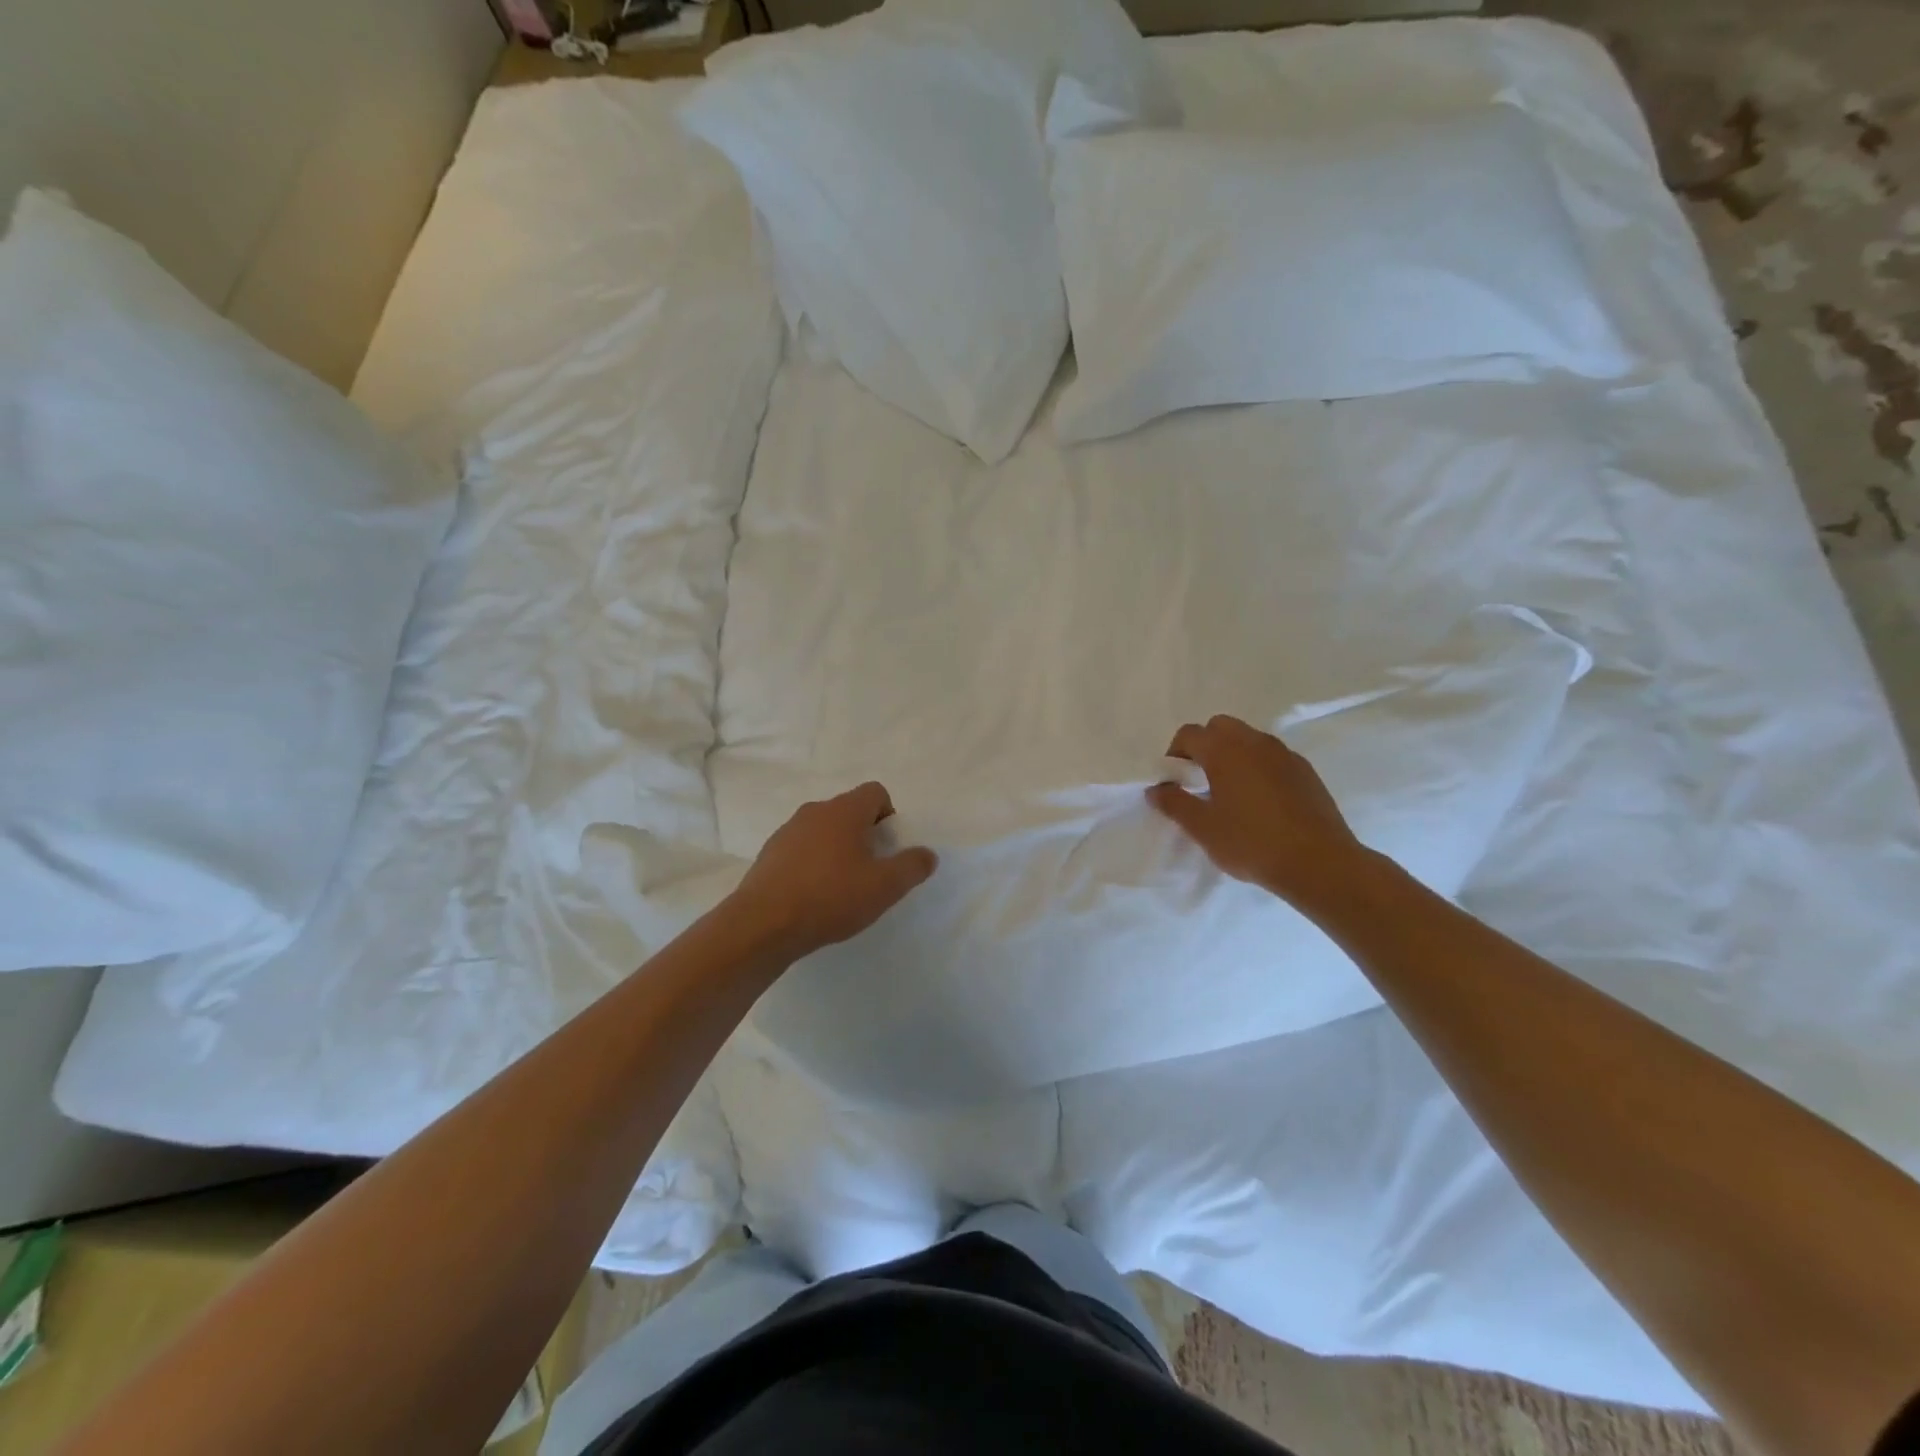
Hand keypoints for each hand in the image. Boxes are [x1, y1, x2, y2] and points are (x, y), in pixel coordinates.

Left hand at [730, 782, 937, 959]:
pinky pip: (801, 849)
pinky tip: (813, 896)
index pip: (876, 792)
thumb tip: (927, 854)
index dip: (889, 815)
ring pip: (823, 830)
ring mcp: (787, 831)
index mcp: (845, 810)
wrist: (763, 924)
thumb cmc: (831, 897)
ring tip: (841, 887)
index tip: (889, 848)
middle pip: (849, 811)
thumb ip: (912, 866)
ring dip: (837, 850)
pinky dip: (812, 864)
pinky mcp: (769, 854)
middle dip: (864, 835)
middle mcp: (815, 811)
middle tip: (870, 870)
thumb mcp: (885, 886)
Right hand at [1148, 715, 1369, 912]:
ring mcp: (1284, 754)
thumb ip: (1174, 803)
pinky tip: (1260, 802)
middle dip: (1205, 746)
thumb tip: (1156, 788)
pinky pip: (1272, 757)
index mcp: (1224, 750)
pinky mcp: (1305, 770)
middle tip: (1199, 780)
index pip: (1189, 734)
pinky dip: (1258, 767)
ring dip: (1233, 755)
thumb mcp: (1203, 828)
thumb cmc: (1251, 842)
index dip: (1174, 753)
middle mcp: (1254, 742)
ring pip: (1249, 739)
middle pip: (1220, 727)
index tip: (1174, 781)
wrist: (1318, 862)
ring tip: (1230, 792)